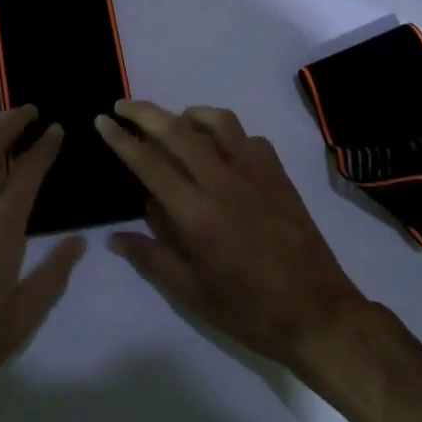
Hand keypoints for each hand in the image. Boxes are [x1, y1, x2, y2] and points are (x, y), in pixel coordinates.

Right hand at [96, 101, 366, 372]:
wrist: (318, 314)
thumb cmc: (248, 310)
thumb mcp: (191, 294)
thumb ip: (151, 258)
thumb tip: (113, 237)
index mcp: (197, 214)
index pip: (150, 163)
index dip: (122, 139)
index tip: (102, 120)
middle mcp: (224, 182)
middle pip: (178, 130)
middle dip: (145, 112)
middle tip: (123, 107)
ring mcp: (256, 174)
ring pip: (219, 122)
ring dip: (189, 114)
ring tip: (174, 122)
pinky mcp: (279, 176)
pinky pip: (250, 139)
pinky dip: (228, 134)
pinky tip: (221, 150)